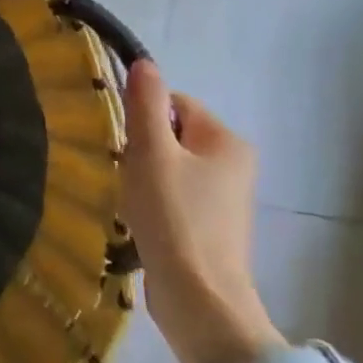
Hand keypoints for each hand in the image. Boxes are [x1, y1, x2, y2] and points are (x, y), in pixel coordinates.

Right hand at [118, 60, 282, 362]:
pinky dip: (155, 203)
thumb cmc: (174, 217)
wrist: (199, 299)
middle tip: (129, 175)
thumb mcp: (151, 153)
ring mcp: (225, 199)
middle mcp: (234, 164)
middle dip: (143, 151)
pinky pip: (175, 197)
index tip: (127, 146)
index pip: (174, 104)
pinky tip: (143, 222)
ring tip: (135, 203)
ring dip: (145, 178)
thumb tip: (144, 63)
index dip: (143, 118)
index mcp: (226, 140)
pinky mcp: (211, 227)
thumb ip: (145, 105)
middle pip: (172, 136)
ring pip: (170, 168)